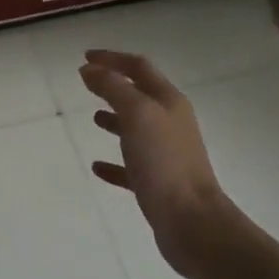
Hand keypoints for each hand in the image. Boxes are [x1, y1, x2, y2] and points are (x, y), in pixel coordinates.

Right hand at [79, 49, 239, 278]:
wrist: (192, 222)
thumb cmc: (164, 161)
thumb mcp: (136, 114)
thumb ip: (113, 88)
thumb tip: (89, 69)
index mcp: (168, 102)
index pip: (139, 68)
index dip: (113, 58)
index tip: (85, 56)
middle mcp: (170, 123)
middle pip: (140, 95)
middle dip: (114, 85)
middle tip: (87, 82)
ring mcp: (165, 155)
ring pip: (136, 129)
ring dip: (115, 119)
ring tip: (93, 117)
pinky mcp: (157, 184)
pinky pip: (131, 167)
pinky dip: (114, 162)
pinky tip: (97, 166)